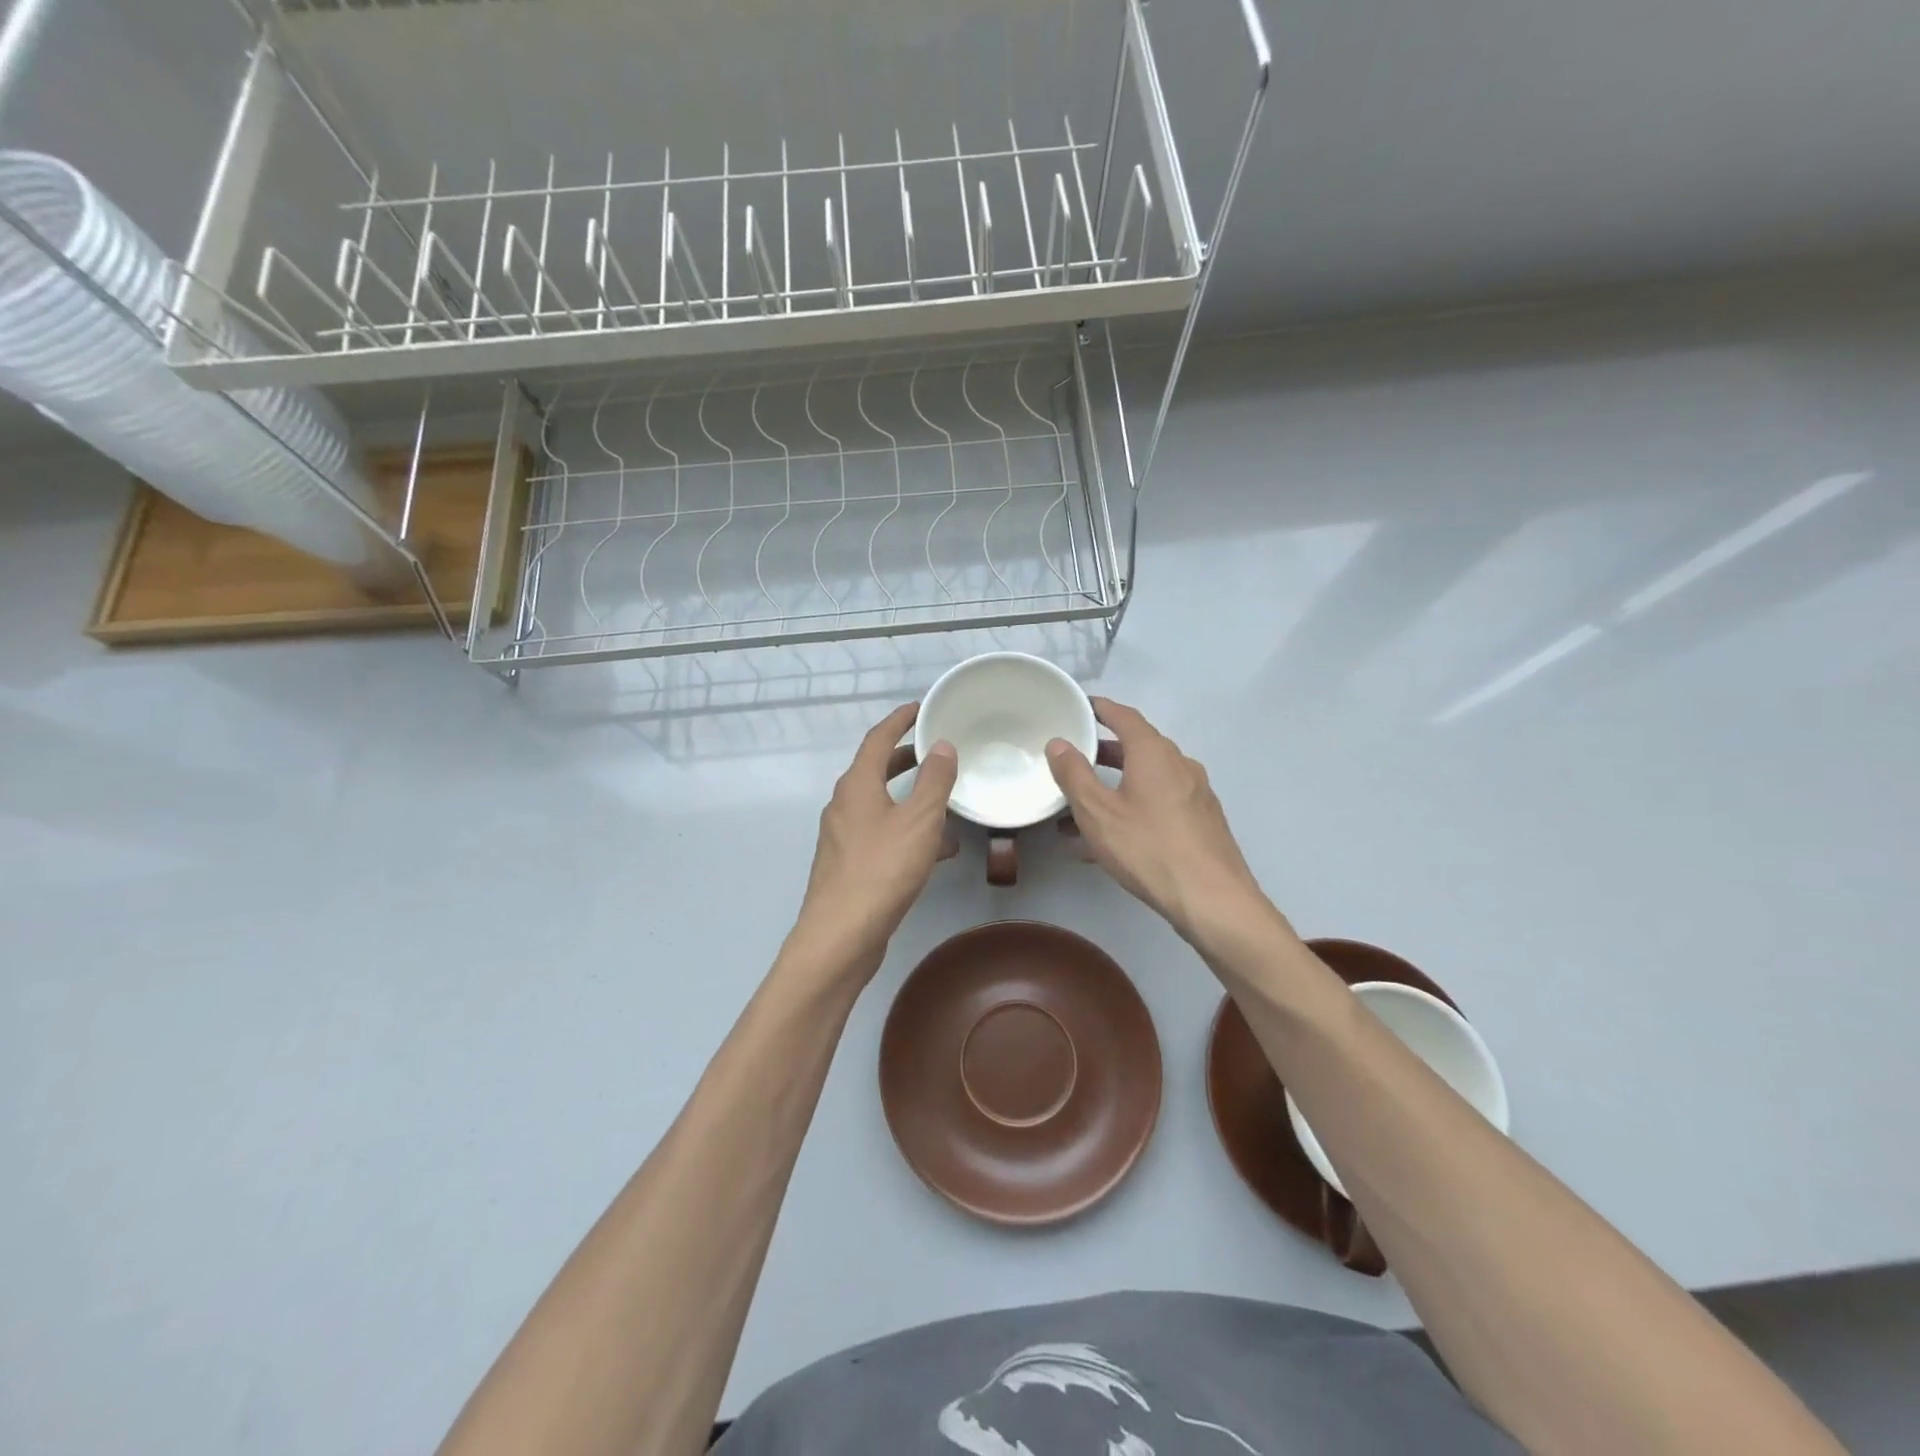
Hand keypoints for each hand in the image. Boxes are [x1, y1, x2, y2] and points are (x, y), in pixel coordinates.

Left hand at [790, 703, 958, 978]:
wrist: (841, 935)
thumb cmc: (882, 869)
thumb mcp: (919, 820)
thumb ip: (934, 781)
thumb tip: (942, 746)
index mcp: (856, 785)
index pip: (878, 739)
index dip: (900, 720)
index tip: (920, 708)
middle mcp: (844, 805)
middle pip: (877, 771)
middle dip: (907, 759)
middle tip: (937, 752)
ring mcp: (844, 837)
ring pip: (882, 806)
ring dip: (911, 800)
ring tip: (947, 802)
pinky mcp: (850, 866)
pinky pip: (883, 835)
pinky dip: (908, 832)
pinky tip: (939, 850)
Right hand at [1046, 698, 1270, 941]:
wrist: (1212, 900)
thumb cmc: (1148, 848)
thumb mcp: (1097, 812)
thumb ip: (1074, 775)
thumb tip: (1059, 743)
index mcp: (1154, 754)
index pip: (1125, 717)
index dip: (1102, 709)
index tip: (1082, 707)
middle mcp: (1180, 766)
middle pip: (1138, 749)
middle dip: (1104, 754)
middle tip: (1074, 760)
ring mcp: (1195, 796)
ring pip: (1147, 782)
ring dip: (1115, 788)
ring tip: (1081, 811)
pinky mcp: (1202, 824)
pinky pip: (1159, 806)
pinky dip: (1132, 810)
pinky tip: (1110, 841)